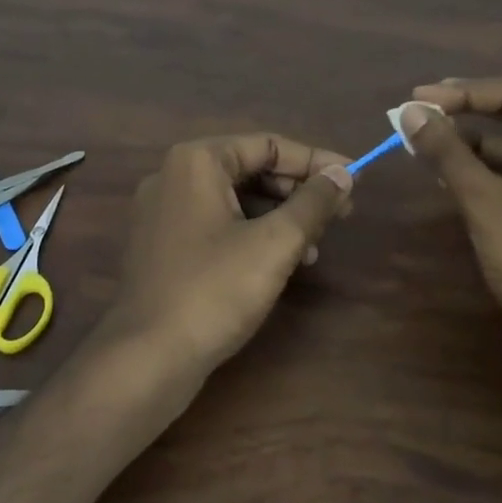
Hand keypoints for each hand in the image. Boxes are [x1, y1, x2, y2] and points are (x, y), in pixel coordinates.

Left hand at [91, 134, 353, 379]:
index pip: (268, 145)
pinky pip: (216, 224)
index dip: (316, 161)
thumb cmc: (214, 290)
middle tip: (341, 213)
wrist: (147, 357)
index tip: (354, 179)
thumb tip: (343, 174)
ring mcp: (163, 212)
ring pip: (235, 199)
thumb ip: (313, 202)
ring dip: (279, 216)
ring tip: (316, 245)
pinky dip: (252, 234)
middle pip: (250, 169)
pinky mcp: (162, 245)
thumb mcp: (275, 243)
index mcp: (197, 161)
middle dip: (298, 191)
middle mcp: (173, 175)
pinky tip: (282, 262)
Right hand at [399, 78, 501, 377]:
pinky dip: (476, 176)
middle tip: (415, 116)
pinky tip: (442, 176)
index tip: (417, 99)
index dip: (463, 93)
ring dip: (465, 147)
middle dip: (462, 118)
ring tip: (419, 144)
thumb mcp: (486, 200)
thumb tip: (411, 112)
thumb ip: (447, 152)